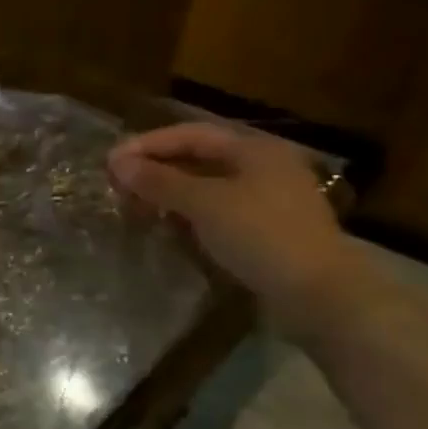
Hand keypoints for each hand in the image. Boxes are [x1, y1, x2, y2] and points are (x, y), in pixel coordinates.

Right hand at [108, 122, 364, 335]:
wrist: (318, 294)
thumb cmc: (260, 235)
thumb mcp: (204, 203)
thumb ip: (159, 181)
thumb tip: (119, 163)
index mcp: (253, 150)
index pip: (189, 134)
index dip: (147, 144)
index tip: (110, 161)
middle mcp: (261, 166)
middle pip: (197, 157)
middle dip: (155, 167)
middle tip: (118, 183)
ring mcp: (264, 198)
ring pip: (204, 184)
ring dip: (167, 190)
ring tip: (134, 203)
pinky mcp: (262, 228)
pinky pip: (214, 208)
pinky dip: (185, 211)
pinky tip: (165, 223)